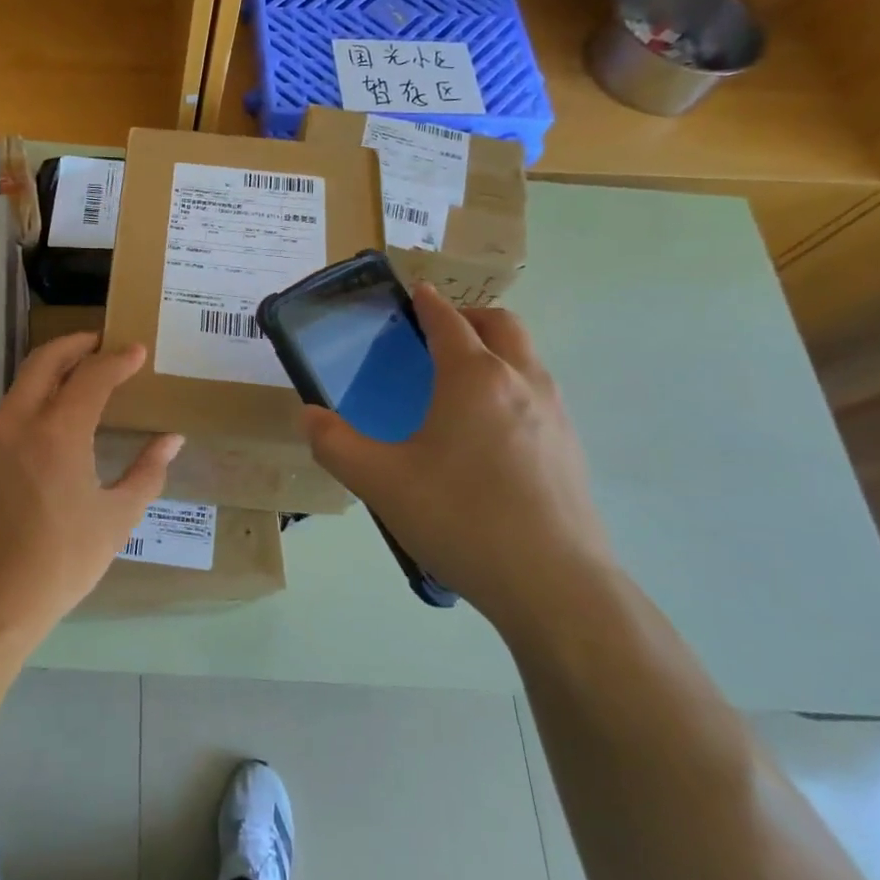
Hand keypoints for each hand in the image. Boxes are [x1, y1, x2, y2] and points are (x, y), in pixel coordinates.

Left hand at [0, 333, 182, 638]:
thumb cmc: (59, 563)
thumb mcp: (116, 519)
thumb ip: (147, 472)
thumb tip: (171, 440)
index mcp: (57, 432)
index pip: (92, 375)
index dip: (117, 359)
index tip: (137, 351)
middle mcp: (17, 422)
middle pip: (45, 360)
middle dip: (76, 344)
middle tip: (101, 344)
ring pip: (21, 386)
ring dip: (52, 374)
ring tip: (79, 383)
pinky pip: (7, 416)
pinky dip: (33, 405)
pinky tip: (49, 431)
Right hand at [302, 285, 616, 633]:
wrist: (554, 585)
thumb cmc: (461, 518)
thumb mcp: (380, 482)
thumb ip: (334, 444)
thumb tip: (307, 417)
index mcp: (473, 376)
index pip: (448, 320)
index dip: (427, 303)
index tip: (414, 294)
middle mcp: (520, 381)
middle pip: (501, 324)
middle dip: (469, 317)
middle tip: (437, 334)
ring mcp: (555, 414)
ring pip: (527, 358)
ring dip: (496, 349)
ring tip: (462, 381)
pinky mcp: (572, 448)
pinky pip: (540, 394)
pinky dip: (514, 386)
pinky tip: (490, 434)